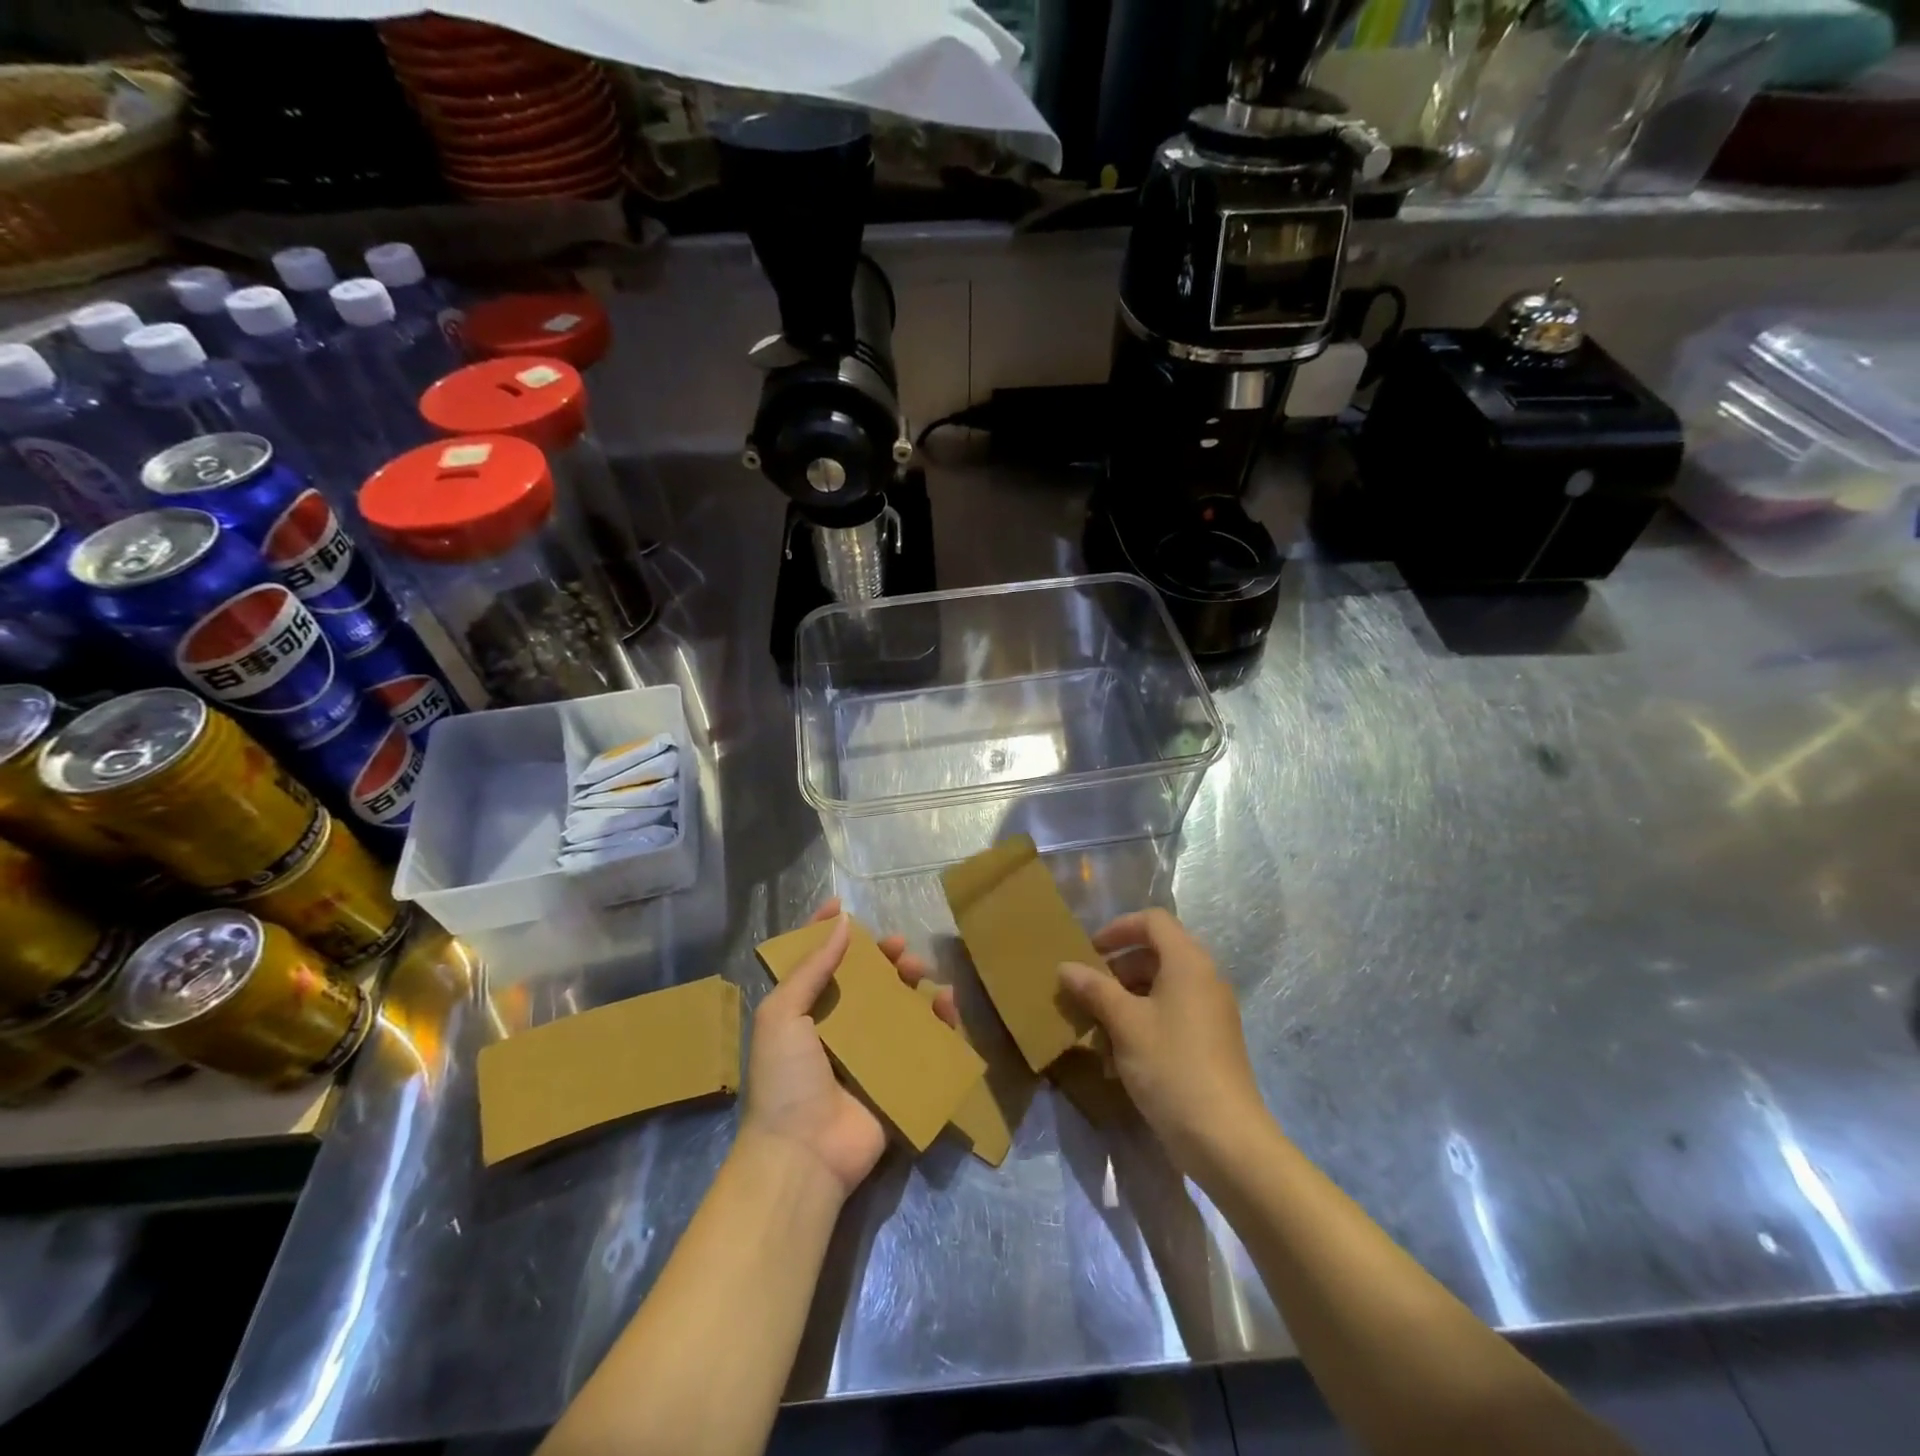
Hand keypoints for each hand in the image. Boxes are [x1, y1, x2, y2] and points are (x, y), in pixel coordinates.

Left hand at [741, 897, 957, 1197]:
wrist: (803, 1153)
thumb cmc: (785, 1078)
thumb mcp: (782, 1015)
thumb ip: (811, 969)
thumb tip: (840, 923)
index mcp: (805, 1013)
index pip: (816, 962)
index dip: (826, 932)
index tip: (843, 905)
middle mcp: (838, 1028)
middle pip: (865, 981)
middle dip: (882, 957)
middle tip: (899, 947)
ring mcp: (869, 1054)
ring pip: (897, 1005)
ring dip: (911, 982)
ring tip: (920, 970)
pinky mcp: (898, 1078)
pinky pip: (923, 1042)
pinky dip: (938, 1020)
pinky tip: (946, 1002)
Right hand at [1058, 909, 1268, 1174]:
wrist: (1225, 1139)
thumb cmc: (1171, 1066)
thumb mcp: (1125, 1024)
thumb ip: (1094, 989)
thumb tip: (1066, 966)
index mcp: (1188, 962)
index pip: (1153, 921)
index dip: (1118, 928)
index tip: (1089, 951)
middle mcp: (1204, 979)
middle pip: (1155, 954)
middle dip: (1117, 970)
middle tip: (1086, 992)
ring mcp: (1210, 1012)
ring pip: (1160, 989)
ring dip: (1125, 1001)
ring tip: (1096, 1029)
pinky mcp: (1210, 1043)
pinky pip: (1171, 1016)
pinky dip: (1143, 1024)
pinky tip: (1117, 1059)